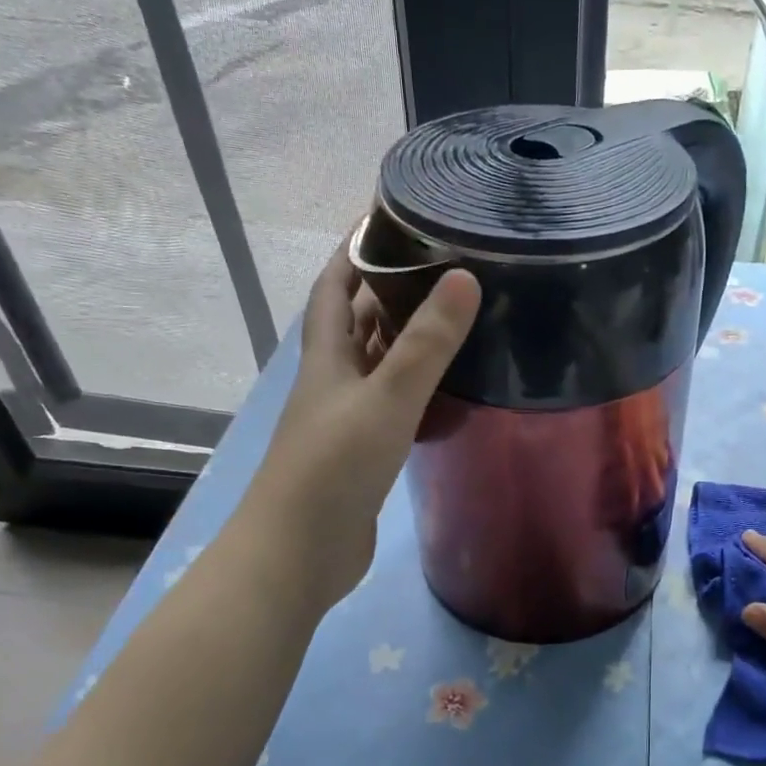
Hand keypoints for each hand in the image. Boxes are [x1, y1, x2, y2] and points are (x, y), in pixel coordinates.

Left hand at [247, 238, 479, 613]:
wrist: (299, 552)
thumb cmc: (335, 467)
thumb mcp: (386, 398)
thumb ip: (426, 344)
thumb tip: (465, 277)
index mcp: (327, 356)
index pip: (335, 283)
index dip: (356, 246)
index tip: (390, 214)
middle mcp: (333, 379)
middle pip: (358, 320)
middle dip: (390, 286)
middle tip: (444, 263)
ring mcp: (347, 418)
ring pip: (379, 363)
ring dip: (407, 337)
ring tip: (456, 314)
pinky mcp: (365, 452)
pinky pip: (394, 403)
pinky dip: (418, 386)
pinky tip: (449, 387)